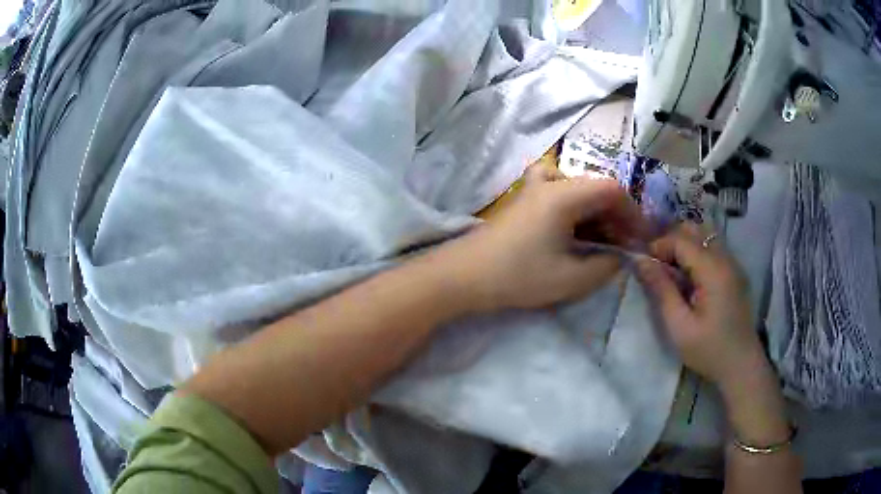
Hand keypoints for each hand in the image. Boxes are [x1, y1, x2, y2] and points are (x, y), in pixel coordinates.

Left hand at [441, 165, 647, 311]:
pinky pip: (559, 192)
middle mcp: (551, 181)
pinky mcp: (524, 199)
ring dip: (596, 214)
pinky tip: (574, 229)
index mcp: (565, 194)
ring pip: (579, 190)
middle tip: (621, 246)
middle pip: (596, 188)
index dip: (632, 213)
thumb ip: (606, 266)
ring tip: (601, 243)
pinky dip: (575, 208)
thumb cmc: (519, 276)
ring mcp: (534, 188)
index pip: (612, 189)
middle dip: (615, 216)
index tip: (639, 240)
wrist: (465, 275)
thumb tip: (621, 256)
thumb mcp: (571, 279)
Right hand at [635, 223, 767, 390]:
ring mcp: (733, 264)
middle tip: (656, 265)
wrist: (741, 366)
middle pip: (695, 230)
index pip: (681, 240)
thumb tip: (640, 260)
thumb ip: (661, 289)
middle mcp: (726, 258)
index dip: (659, 246)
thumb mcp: (679, 325)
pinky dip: (697, 253)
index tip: (643, 265)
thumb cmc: (708, 350)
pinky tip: (689, 277)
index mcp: (713, 270)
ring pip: (705, 237)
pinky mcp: (735, 273)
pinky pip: (713, 249)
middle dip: (671, 241)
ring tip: (670, 270)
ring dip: (684, 246)